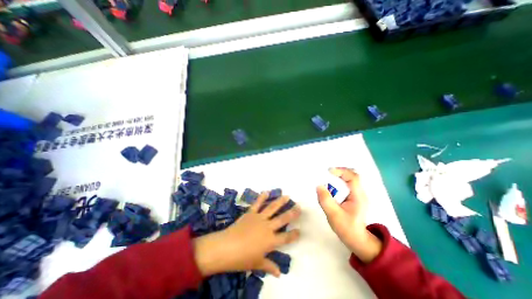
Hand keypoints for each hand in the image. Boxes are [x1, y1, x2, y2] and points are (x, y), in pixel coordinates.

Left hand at [192, 193, 300, 276]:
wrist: (226, 247)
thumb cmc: (242, 258)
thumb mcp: (257, 264)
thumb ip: (269, 266)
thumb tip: (279, 273)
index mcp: (270, 241)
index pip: (286, 238)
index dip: (294, 234)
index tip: (300, 230)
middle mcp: (268, 227)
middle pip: (283, 219)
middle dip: (292, 213)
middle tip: (299, 207)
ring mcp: (259, 218)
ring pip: (272, 208)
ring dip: (280, 201)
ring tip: (287, 196)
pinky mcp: (251, 213)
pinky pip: (257, 204)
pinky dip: (262, 197)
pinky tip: (266, 192)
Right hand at [316, 169, 381, 262]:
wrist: (356, 239)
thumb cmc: (346, 228)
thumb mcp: (333, 214)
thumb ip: (326, 200)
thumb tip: (318, 185)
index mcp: (358, 196)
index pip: (353, 177)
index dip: (341, 171)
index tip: (328, 171)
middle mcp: (359, 193)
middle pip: (352, 175)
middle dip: (339, 172)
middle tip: (326, 173)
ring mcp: (357, 194)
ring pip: (349, 179)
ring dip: (338, 176)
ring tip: (327, 179)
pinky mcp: (353, 197)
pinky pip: (346, 184)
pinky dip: (338, 182)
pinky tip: (330, 186)